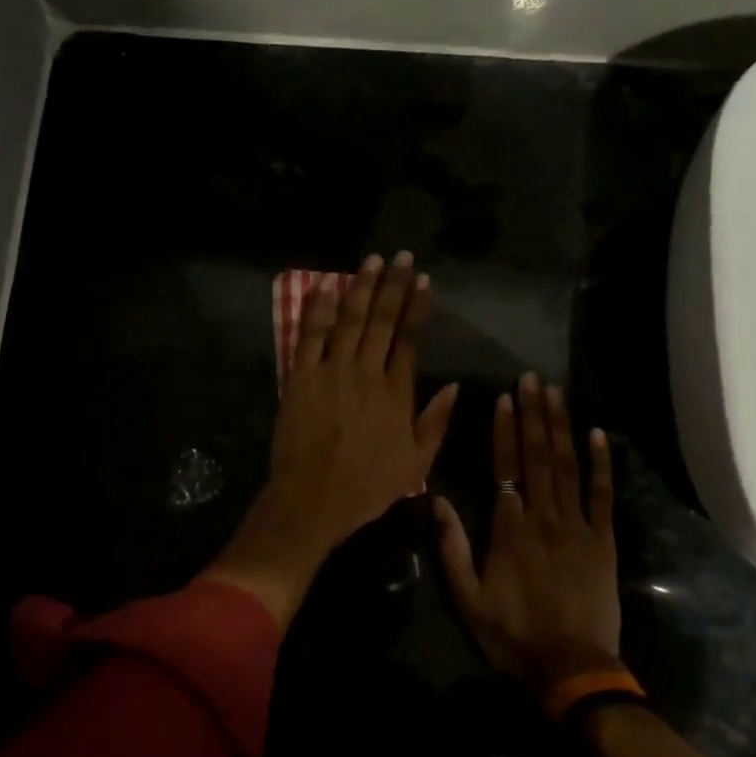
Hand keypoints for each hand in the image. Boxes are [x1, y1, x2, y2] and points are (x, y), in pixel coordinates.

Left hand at [203, 253, 457, 627]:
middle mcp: (366, 373)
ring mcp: (331, 371)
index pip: (409, 339)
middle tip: (401, 257)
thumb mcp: (416, 464)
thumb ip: (436, 422)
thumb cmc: (367, 487)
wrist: (314, 499)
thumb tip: (455, 386)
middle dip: (393, 285)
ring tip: (372, 261)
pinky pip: (309, 335)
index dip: (417, 307)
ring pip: (349, 320)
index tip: (423, 281)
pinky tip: (325, 286)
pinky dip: (317, 309)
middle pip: (382, 321)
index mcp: (396, 393)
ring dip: (361, 287)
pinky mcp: (300, 377)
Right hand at [433, 373, 621, 693]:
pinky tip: (598, 435)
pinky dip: (601, 463)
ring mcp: (578, 527)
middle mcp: (544, 517)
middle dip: (534, 415)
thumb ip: (452, 546)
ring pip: (568, 467)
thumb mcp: (467, 597)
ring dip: (561, 427)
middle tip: (532, 378)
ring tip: (556, 393)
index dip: (505, 430)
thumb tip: (438, 499)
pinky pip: (602, 495)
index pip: (505, 467)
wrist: (572, 668)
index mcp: (509, 529)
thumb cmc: (513, 634)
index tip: (504, 398)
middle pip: (538, 457)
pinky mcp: (604, 541)